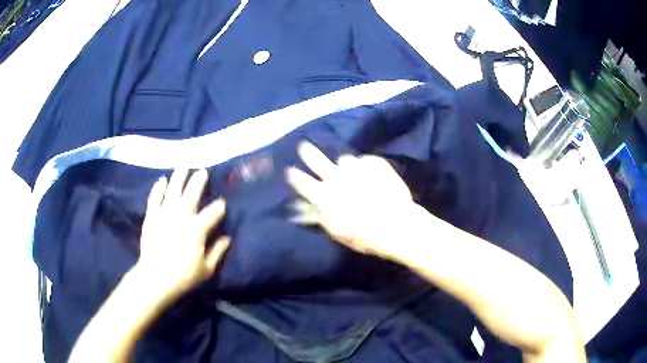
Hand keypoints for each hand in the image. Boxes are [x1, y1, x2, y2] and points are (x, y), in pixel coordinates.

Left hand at [136, 169, 229, 303]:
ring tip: (183, 166)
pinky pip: (154, 198)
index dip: (219, 207)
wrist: (155, 278)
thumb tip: (227, 238)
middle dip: (199, 181)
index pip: (213, 213)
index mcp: (197, 229)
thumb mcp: (207, 269)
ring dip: (179, 177)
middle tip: (203, 171)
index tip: (222, 203)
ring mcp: (164, 214)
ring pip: (173, 190)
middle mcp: (181, 216)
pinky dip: (158, 188)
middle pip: (192, 194)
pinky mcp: (151, 217)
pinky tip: (162, 180)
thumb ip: (218, 251)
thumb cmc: (184, 276)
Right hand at [286, 142, 415, 260]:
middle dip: (307, 152)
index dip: (293, 175)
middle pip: (316, 159)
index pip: (301, 182)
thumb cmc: (364, 236)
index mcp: (324, 196)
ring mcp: (356, 167)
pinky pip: (365, 160)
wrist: (398, 226)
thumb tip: (304, 210)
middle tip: (303, 146)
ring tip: (356, 174)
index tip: (290, 170)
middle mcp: (336, 177)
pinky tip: (374, 177)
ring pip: (344, 159)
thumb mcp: (337, 232)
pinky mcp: (375, 163)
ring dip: (347, 166)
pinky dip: (367, 167)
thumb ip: (320, 217)